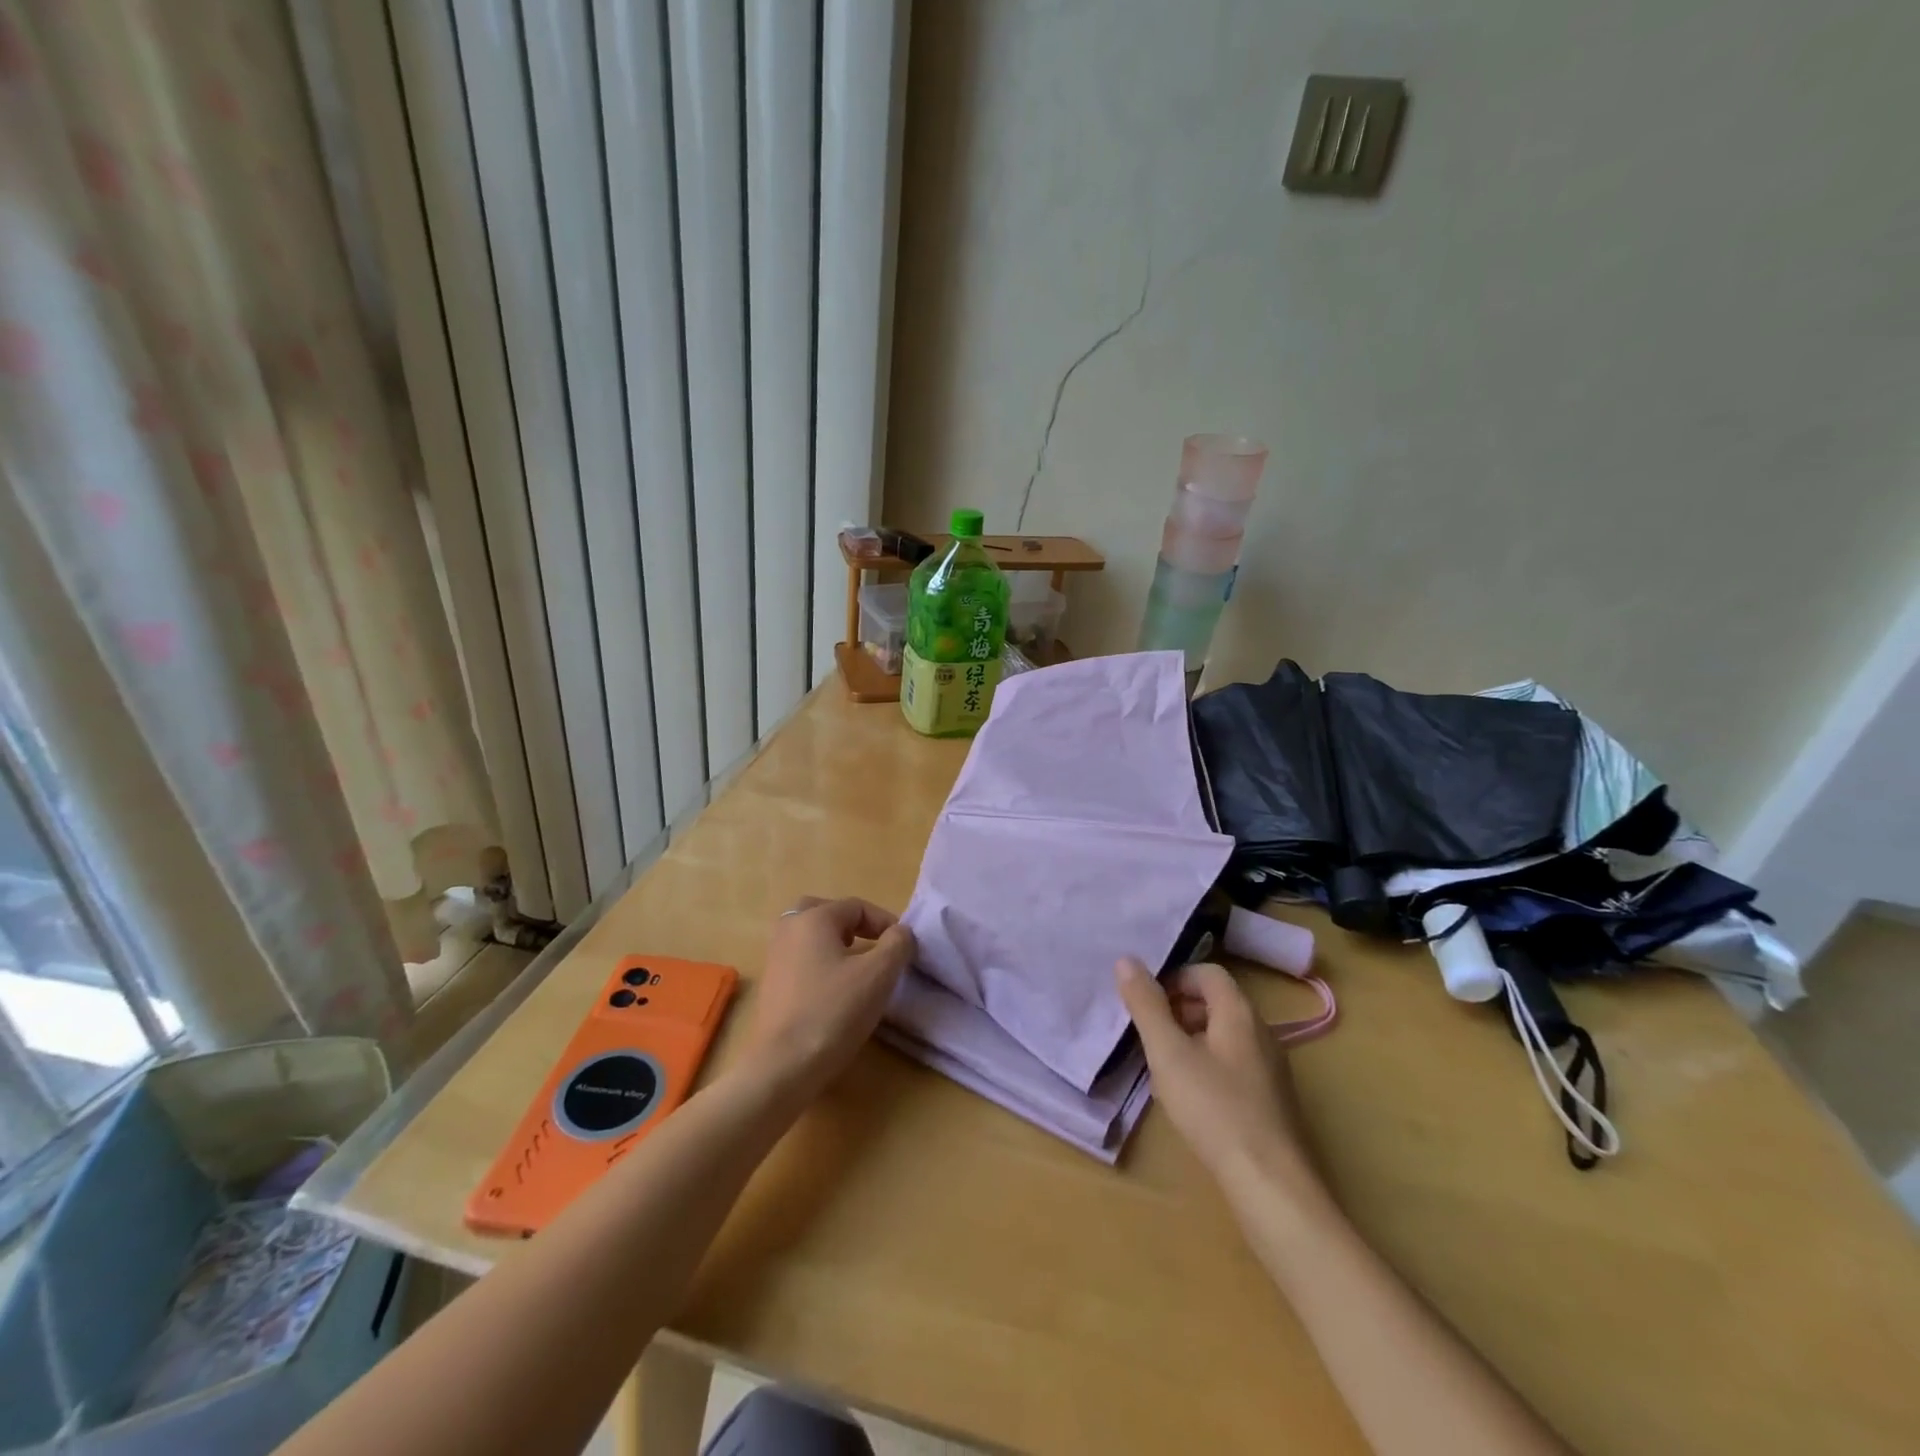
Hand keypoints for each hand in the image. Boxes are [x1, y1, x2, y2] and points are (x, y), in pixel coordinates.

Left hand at [739, 897, 915, 1096]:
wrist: (784, 1065)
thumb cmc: (834, 1011)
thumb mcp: (879, 975)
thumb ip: (897, 944)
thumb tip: (900, 933)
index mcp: (813, 918)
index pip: (856, 906)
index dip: (885, 922)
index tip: (903, 948)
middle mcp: (788, 929)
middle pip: (824, 912)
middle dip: (852, 924)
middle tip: (872, 945)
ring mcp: (774, 958)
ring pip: (809, 936)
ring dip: (835, 943)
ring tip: (857, 968)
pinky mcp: (770, 986)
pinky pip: (800, 959)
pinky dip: (820, 963)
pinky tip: (835, 990)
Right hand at [1116, 957, 1321, 1202]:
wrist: (1270, 1184)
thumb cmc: (1214, 1108)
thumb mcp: (1168, 1053)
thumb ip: (1146, 1005)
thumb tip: (1126, 960)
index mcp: (1239, 1012)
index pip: (1207, 973)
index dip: (1173, 979)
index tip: (1147, 1004)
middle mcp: (1261, 1031)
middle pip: (1215, 1003)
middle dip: (1178, 1011)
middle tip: (1149, 1036)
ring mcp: (1270, 1067)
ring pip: (1223, 1036)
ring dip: (1189, 1040)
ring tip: (1163, 1069)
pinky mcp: (1271, 1098)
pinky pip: (1233, 1064)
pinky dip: (1207, 1066)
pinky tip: (1190, 1099)